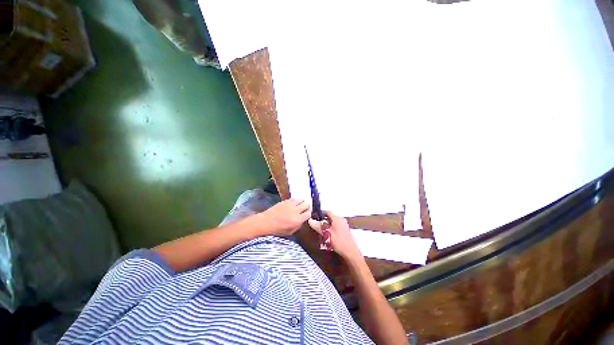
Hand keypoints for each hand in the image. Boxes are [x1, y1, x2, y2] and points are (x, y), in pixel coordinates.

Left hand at [259, 199, 311, 236]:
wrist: (266, 222)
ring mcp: (291, 205)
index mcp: (297, 220)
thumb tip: (302, 220)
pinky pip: (295, 198)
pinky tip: (295, 203)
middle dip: (307, 207)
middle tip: (305, 209)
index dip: (309, 214)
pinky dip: (296, 200)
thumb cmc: (277, 230)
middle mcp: (296, 211)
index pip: (308, 214)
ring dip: (302, 202)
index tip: (307, 215)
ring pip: (302, 200)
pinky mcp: (286, 201)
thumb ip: (298, 226)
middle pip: (306, 205)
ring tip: (300, 205)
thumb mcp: (290, 232)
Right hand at [308, 211, 361, 261]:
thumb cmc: (339, 242)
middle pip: (329, 218)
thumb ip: (318, 226)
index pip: (327, 211)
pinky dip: (330, 230)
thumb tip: (310, 220)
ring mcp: (343, 225)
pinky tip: (327, 238)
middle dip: (322, 222)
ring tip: (321, 233)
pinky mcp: (344, 231)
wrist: (351, 253)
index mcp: (337, 218)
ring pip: (332, 223)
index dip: (320, 213)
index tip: (314, 216)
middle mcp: (341, 220)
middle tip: (316, 226)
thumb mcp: (326, 234)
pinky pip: (335, 227)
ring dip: (326, 227)